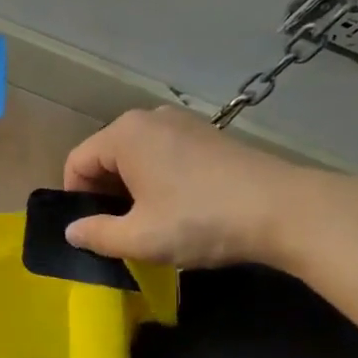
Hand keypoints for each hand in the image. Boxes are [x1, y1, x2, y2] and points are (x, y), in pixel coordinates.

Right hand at [62, 106, 315, 270]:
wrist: (285, 210)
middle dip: (106, 195)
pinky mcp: (210, 136)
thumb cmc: (200, 220)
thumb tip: (72, 232)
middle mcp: (149, 119)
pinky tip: (181, 210)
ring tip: (151, 224)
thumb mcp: (140, 238)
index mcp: (124, 134)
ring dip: (134, 190)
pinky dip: (160, 181)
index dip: (76, 199)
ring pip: (137, 157)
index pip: (78, 162)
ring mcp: (183, 123)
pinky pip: (166, 155)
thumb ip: (97, 235)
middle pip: (107, 157)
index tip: (91, 231)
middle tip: (119, 233)